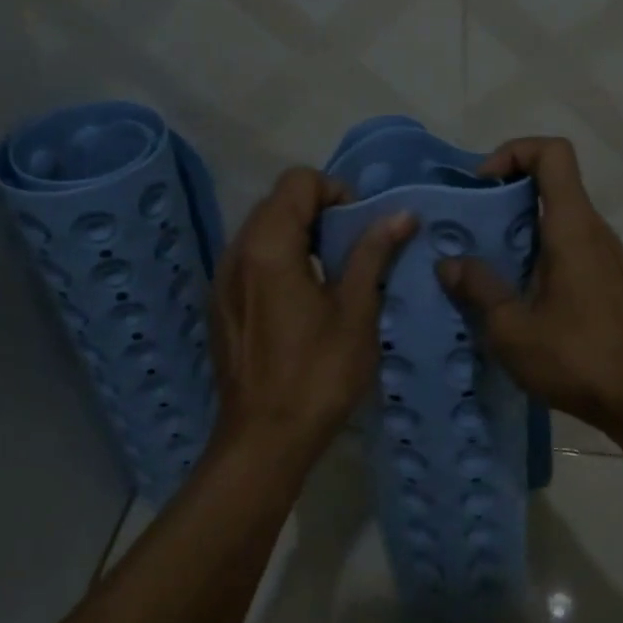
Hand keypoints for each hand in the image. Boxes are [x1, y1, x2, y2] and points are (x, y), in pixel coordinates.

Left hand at [209, 169, 416, 464]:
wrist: (264, 441)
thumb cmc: (318, 374)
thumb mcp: (356, 311)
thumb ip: (372, 254)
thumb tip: (400, 214)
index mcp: (268, 247)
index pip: (298, 182)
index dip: (335, 191)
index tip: (360, 226)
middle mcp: (236, 253)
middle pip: (278, 202)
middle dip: (320, 211)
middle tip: (353, 248)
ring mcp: (223, 280)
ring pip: (262, 230)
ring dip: (300, 235)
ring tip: (332, 273)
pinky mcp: (221, 305)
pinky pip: (251, 260)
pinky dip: (280, 259)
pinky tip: (304, 299)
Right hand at [436, 137, 622, 428]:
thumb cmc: (575, 358)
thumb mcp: (511, 327)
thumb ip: (478, 287)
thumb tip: (450, 263)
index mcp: (572, 227)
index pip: (552, 153)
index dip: (513, 153)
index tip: (481, 187)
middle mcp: (592, 229)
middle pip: (551, 181)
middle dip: (504, 193)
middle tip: (468, 228)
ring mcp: (603, 254)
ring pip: (556, 215)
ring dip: (516, 226)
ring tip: (480, 261)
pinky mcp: (605, 278)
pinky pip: (565, 243)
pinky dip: (534, 250)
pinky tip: (511, 291)